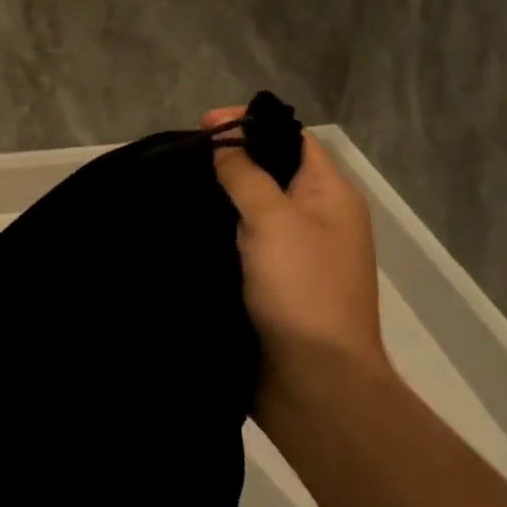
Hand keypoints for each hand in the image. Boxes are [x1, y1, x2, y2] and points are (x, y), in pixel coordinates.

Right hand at [203, 108, 390, 410]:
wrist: (314, 382)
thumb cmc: (301, 289)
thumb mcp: (273, 219)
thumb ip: (247, 175)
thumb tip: (226, 145)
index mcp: (330, 196)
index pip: (293, 138)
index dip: (252, 124)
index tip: (204, 124)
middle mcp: (316, 218)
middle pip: (272, 170)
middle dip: (231, 158)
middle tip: (184, 156)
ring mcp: (294, 253)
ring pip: (253, 207)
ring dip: (220, 196)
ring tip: (177, 185)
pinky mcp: (270, 283)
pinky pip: (242, 241)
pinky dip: (218, 229)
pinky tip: (186, 226)